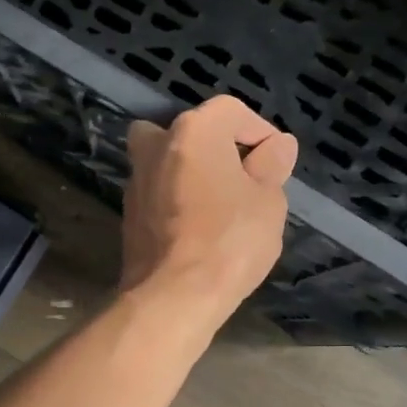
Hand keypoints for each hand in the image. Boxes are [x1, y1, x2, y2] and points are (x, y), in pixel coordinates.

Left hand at [121, 97, 297, 330]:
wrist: (173, 294)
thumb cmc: (229, 240)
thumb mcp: (268, 201)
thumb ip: (271, 166)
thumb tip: (277, 146)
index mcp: (193, 131)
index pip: (231, 111)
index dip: (259, 131)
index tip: (276, 162)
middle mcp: (157, 145)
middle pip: (190, 131)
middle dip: (217, 147)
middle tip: (242, 177)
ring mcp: (136, 180)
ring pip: (167, 160)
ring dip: (191, 172)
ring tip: (220, 203)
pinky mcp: (128, 213)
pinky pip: (158, 191)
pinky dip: (176, 198)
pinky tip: (196, 225)